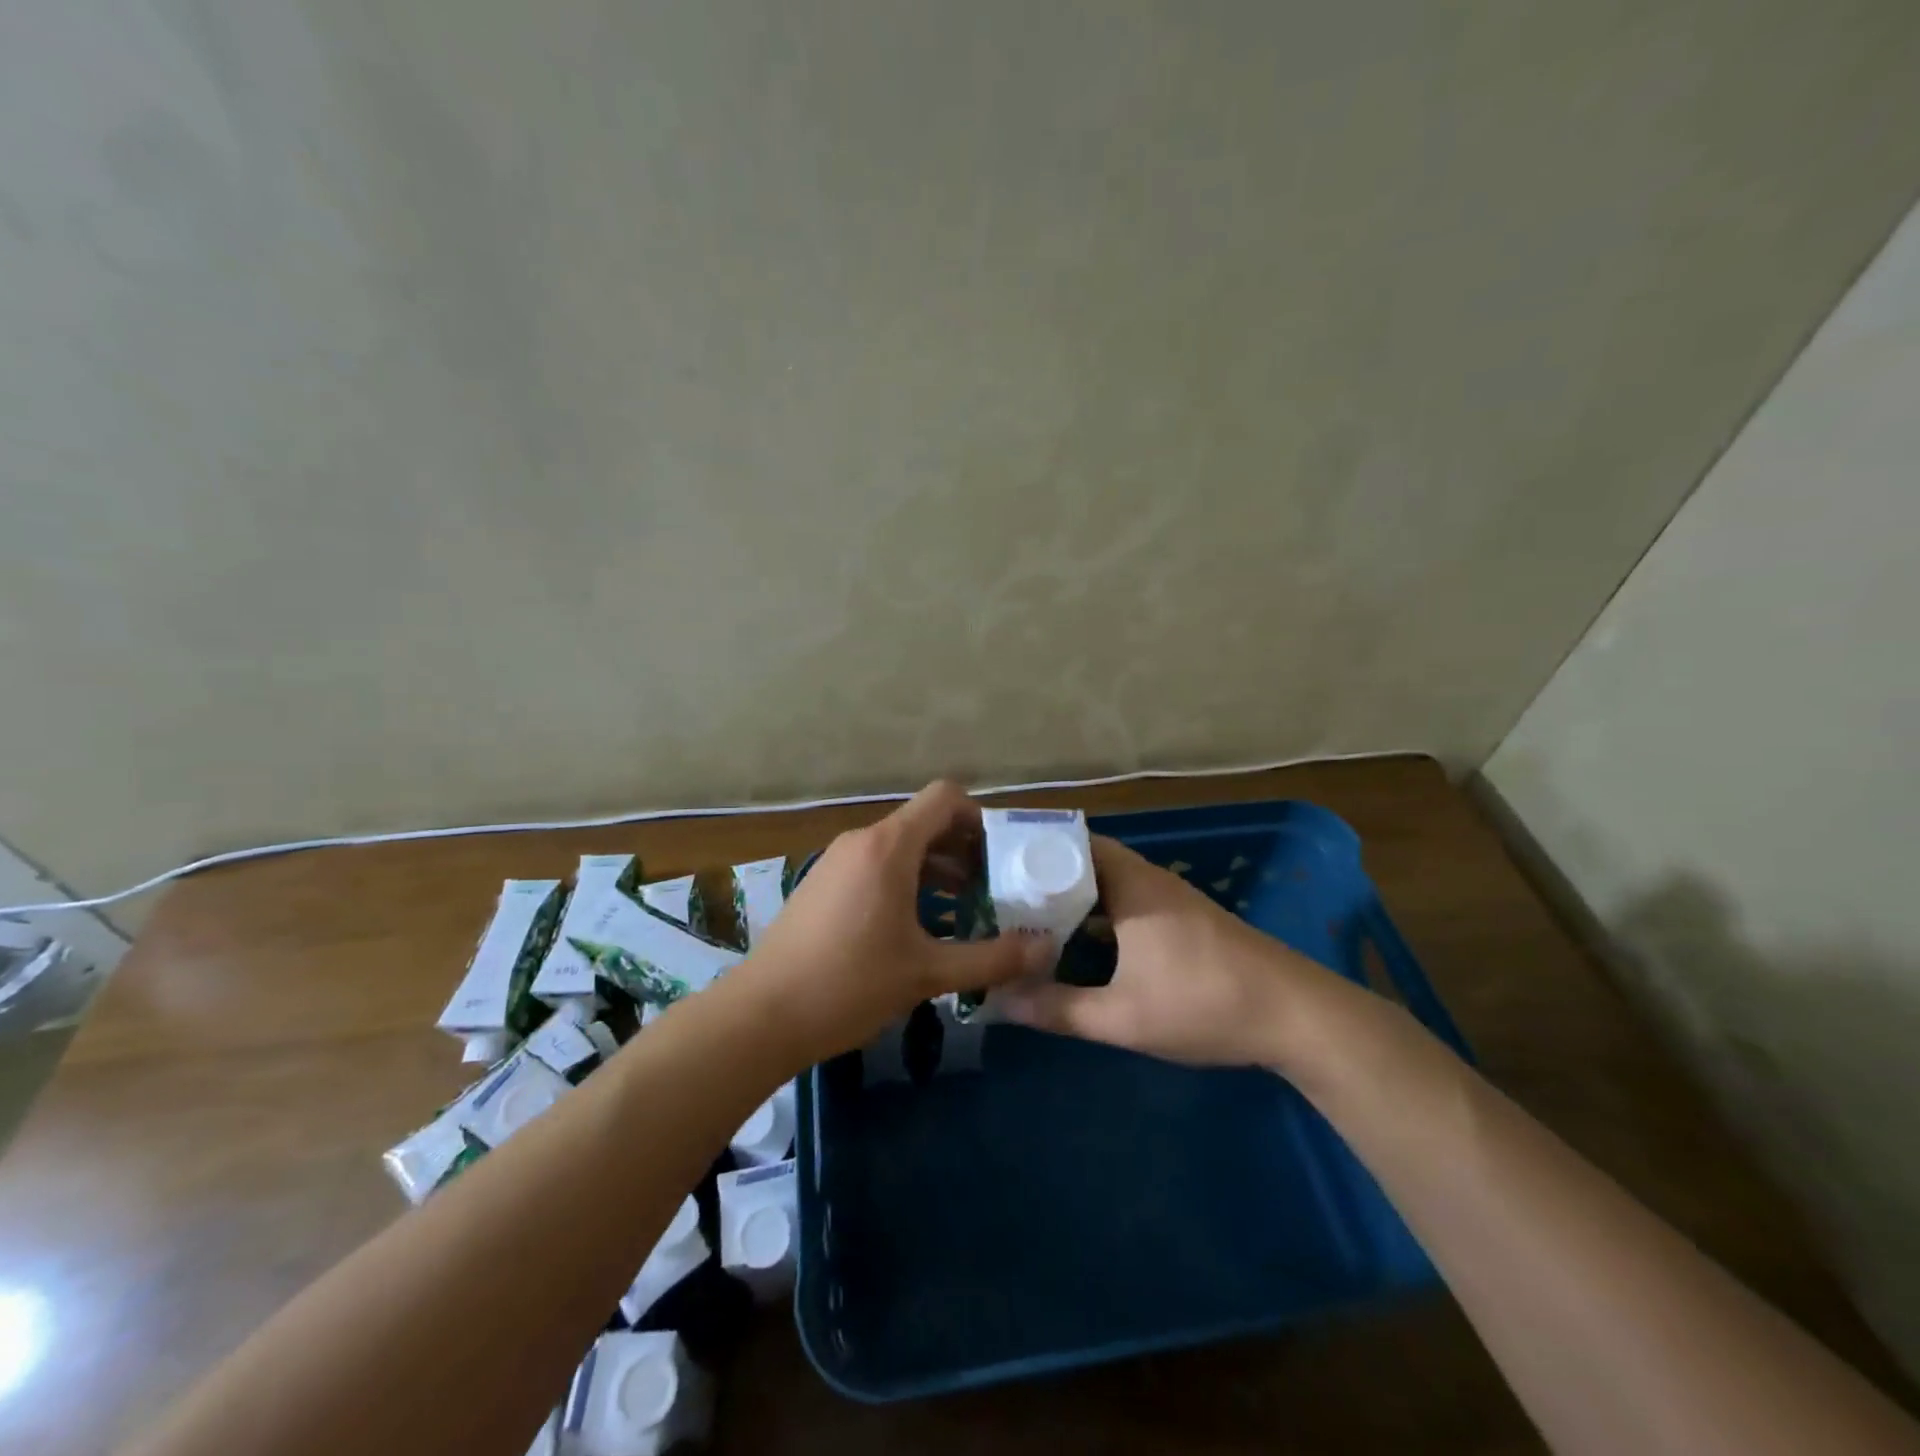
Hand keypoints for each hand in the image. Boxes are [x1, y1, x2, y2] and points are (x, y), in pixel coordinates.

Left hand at [742, 781, 1053, 1064]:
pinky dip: (906, 881)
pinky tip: (919, 926)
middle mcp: (862, 841)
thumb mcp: (928, 974)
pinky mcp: (822, 884)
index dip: (980, 818)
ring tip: (965, 909)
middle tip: (995, 889)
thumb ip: (992, 959)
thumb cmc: (849, 985)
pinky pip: (876, 866)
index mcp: (889, 847)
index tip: (1003, 857)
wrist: (760, 1016)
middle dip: (964, 849)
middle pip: (924, 822)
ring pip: (900, 847)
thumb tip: (1046, 951)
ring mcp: (837, 861)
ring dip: (937, 868)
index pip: (945, 798)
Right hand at [995, 835, 1340, 1067]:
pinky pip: (1122, 899)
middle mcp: (1146, 878)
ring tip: (1022, 915)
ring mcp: (1167, 897)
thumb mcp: (1123, 1017)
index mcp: (1129, 884)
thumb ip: (1058, 1009)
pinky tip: (1075, 941)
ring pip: (1103, 881)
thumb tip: (999, 1000)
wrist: (1298, 1017)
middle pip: (1081, 860)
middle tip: (994, 894)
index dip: (1027, 848)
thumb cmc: (1206, 1004)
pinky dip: (1093, 911)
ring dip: (1067, 894)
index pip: (1067, 843)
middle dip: (1039, 874)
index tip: (987, 862)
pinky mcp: (1181, 918)